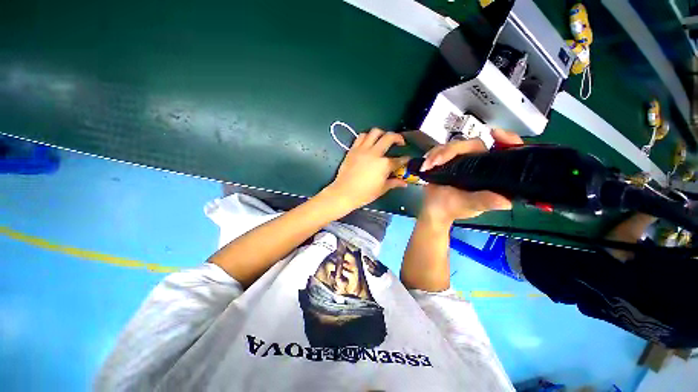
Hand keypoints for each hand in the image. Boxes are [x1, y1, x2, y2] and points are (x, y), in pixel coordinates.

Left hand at [325, 128, 408, 210]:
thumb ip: (394, 183)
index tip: (408, 159)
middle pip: (389, 137)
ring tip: (384, 139)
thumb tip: (404, 183)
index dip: (405, 159)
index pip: (399, 160)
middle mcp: (375, 153)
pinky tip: (369, 142)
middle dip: (398, 137)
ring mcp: (363, 149)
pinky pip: (361, 136)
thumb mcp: (382, 189)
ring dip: (382, 133)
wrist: (344, 193)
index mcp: (384, 165)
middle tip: (400, 142)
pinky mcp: (353, 149)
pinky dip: (367, 136)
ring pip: (374, 132)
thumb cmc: (364, 194)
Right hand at [419, 129, 523, 223]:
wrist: (433, 210)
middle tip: (437, 161)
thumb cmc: (453, 208)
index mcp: (490, 173)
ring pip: (454, 146)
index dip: (506, 140)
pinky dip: (432, 156)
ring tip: (428, 165)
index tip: (496, 134)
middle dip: (453, 150)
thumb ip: (484, 202)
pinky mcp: (448, 160)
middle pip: (472, 144)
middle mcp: (479, 163)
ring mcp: (462, 160)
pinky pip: (441, 150)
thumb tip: (505, 202)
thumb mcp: (470, 206)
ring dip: (438, 153)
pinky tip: (426, 165)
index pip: (505, 151)